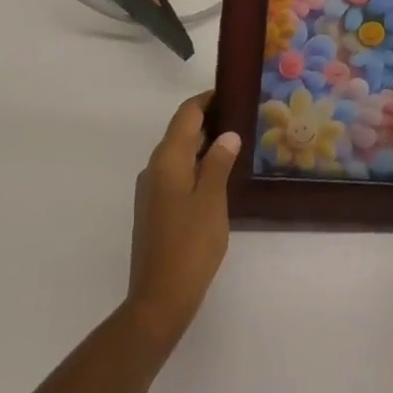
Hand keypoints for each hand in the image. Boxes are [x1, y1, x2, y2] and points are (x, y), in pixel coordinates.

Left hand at [124, 92, 240, 347]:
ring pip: (179, 154)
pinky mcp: (154, 210)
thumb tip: (227, 134)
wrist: (158, 300)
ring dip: (203, 145)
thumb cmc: (189, 246)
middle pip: (181, 131)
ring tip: (235, 144)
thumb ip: (219, 163)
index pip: (186, 114)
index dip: (206, 99)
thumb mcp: (212, 201)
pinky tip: (217, 177)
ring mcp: (151, 190)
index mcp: (167, 159)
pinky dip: (196, 166)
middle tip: (241, 117)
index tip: (230, 91)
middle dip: (208, 121)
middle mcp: (154, 167)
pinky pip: (176, 173)